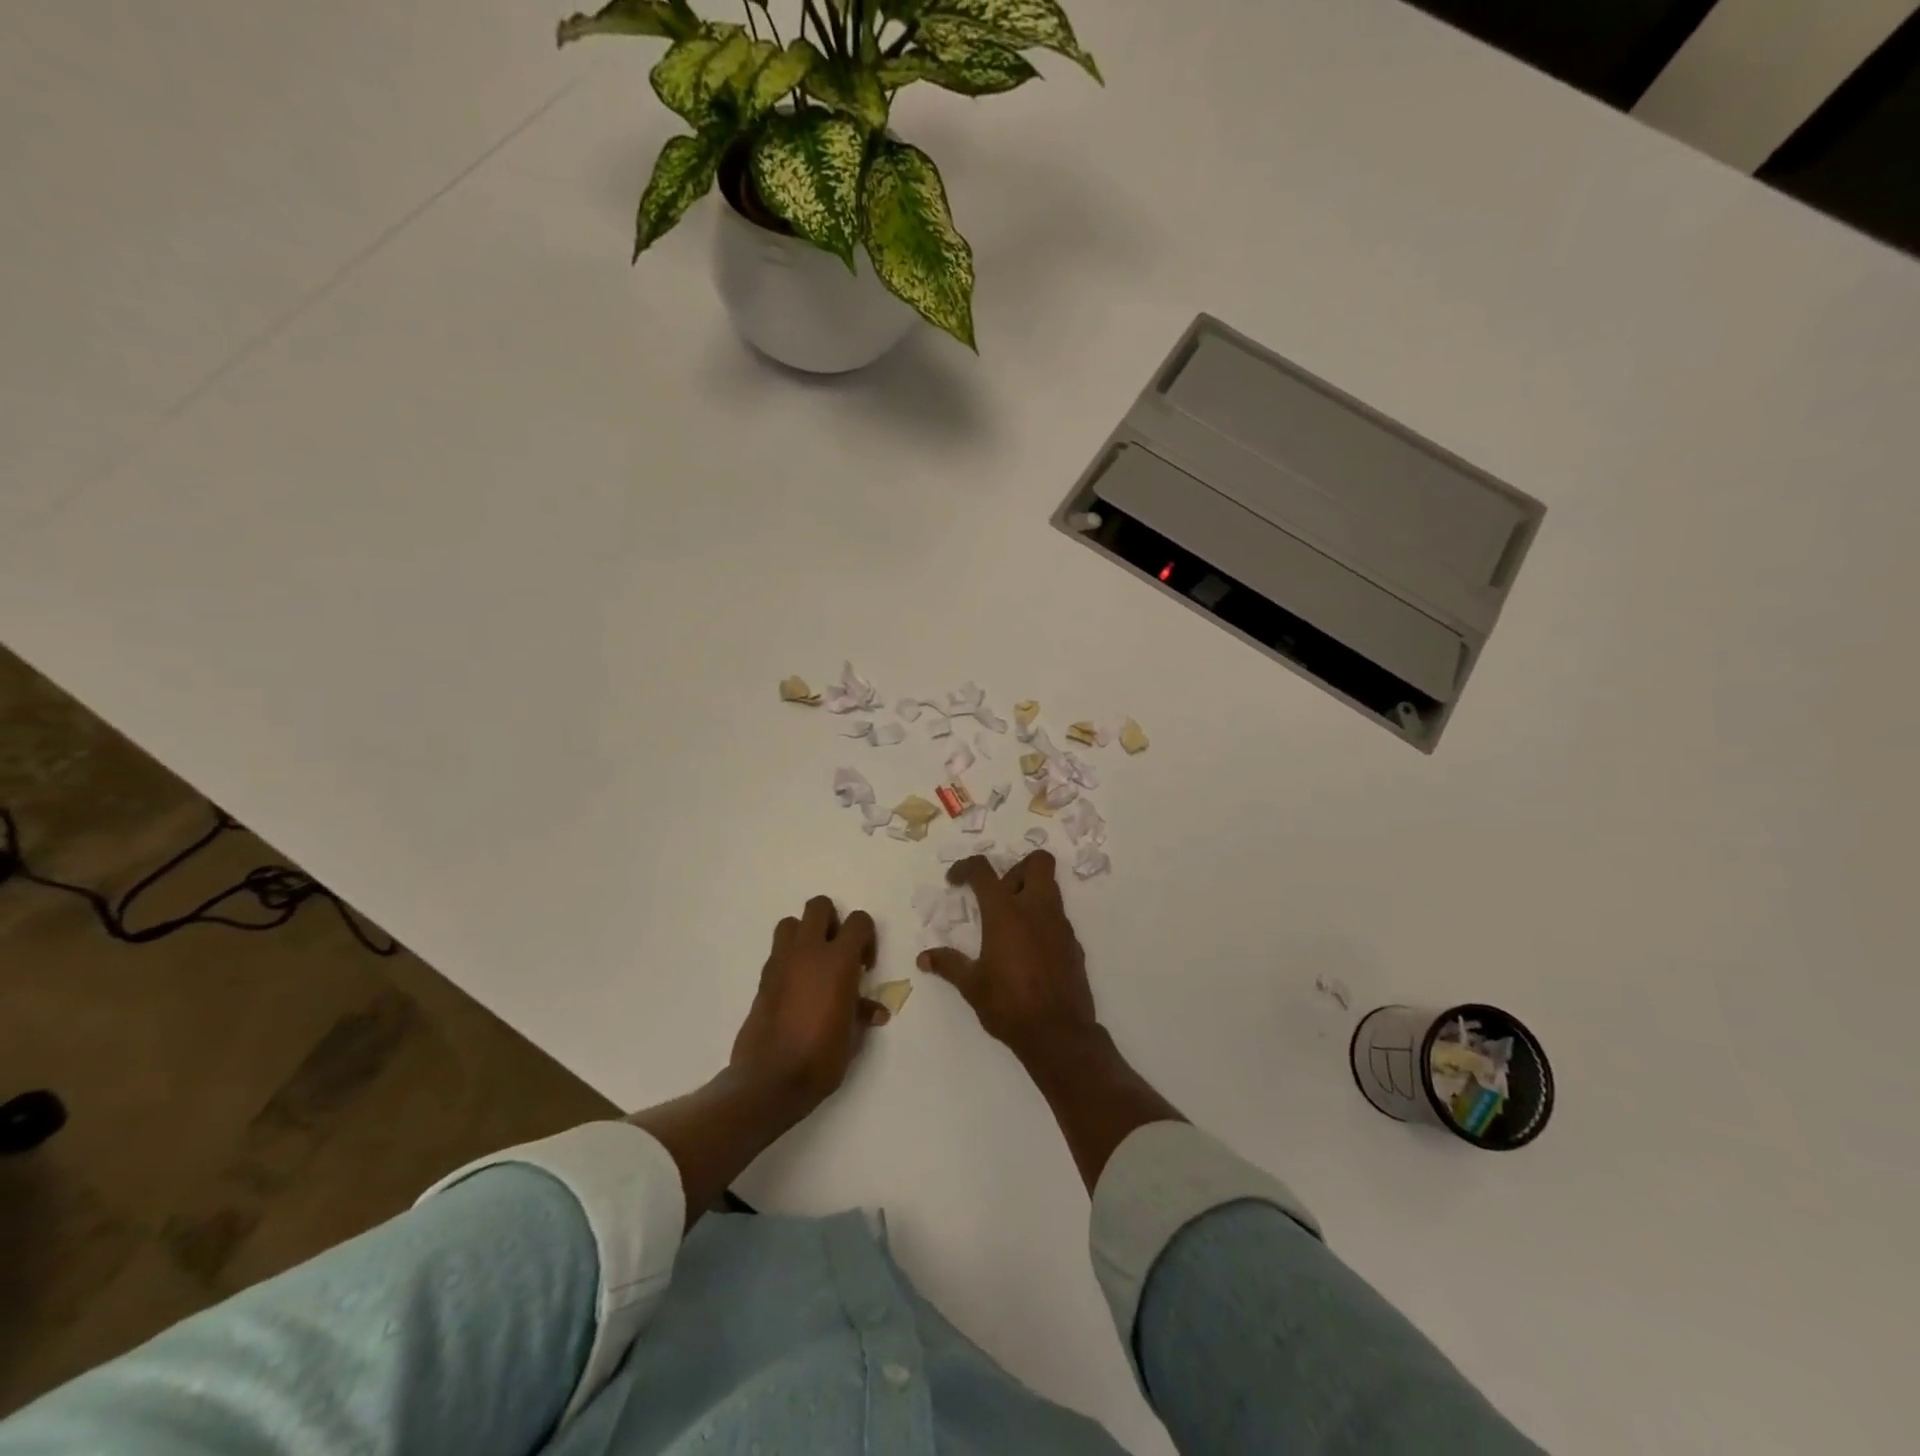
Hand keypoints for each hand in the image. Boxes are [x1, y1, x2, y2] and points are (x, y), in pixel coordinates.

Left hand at [730, 896, 887, 1111]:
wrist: (770, 1080)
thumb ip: (862, 1012)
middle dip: (832, 922)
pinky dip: (789, 959)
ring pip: (791, 923)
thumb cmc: (821, 1057)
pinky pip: (777, 952)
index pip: (858, 921)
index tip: (864, 966)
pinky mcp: (763, 978)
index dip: (866, 937)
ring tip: (814, 965)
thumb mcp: (852, 1037)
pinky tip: (796, 988)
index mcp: (838, 961)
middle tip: (838, 952)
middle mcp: (808, 952)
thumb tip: (875, 1011)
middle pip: (819, 906)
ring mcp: (781, 962)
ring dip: (805, 934)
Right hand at [918, 853, 1097, 1065]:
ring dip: (1031, 893)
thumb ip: (949, 965)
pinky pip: (1058, 917)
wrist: (1059, 1034)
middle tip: (999, 894)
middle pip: (1037, 862)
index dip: (966, 868)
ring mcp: (1060, 925)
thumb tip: (924, 958)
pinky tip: (1029, 949)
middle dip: (1017, 869)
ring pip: (1051, 887)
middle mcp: (1037, 909)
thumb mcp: (972, 986)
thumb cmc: (1009, 1005)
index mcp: (1006, 913)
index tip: (955, 881)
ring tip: (1010, 923)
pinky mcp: (1074, 943)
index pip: (984, 871)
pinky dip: (1042, 921)